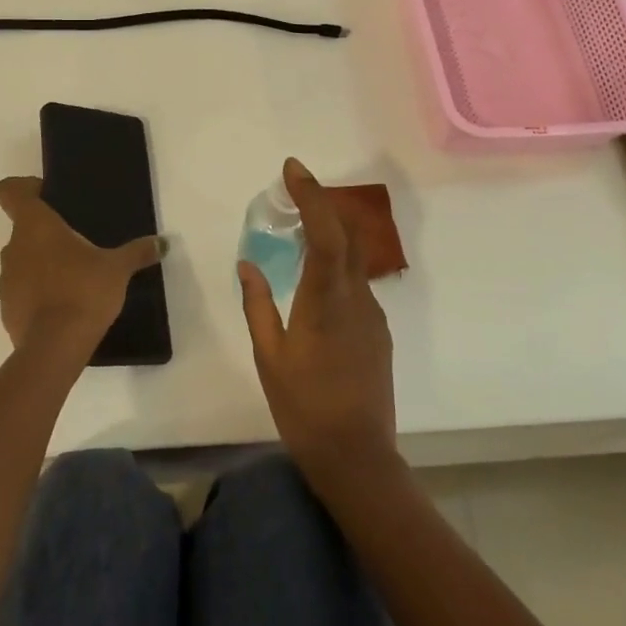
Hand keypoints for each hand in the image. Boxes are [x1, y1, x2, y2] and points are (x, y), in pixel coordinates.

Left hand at [0, 176, 161, 356]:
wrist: (55, 348)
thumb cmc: (84, 291)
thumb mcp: (118, 269)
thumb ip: (137, 252)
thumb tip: (161, 243)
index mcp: (35, 225)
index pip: (10, 191)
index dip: (24, 188)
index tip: (47, 197)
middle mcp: (13, 247)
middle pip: (22, 228)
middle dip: (46, 233)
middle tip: (77, 243)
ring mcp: (6, 280)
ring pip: (22, 260)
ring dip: (41, 264)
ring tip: (73, 277)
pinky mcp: (6, 310)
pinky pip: (22, 292)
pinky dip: (37, 294)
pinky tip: (63, 306)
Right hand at [238, 158, 397, 486]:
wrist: (357, 456)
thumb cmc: (304, 407)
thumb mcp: (268, 356)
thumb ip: (257, 304)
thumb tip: (246, 264)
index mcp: (325, 299)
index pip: (323, 231)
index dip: (310, 194)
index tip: (292, 169)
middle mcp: (356, 296)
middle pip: (345, 234)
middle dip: (321, 203)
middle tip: (293, 189)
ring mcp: (373, 313)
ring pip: (353, 258)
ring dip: (329, 234)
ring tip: (298, 230)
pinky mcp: (378, 330)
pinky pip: (356, 283)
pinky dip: (336, 265)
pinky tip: (315, 280)